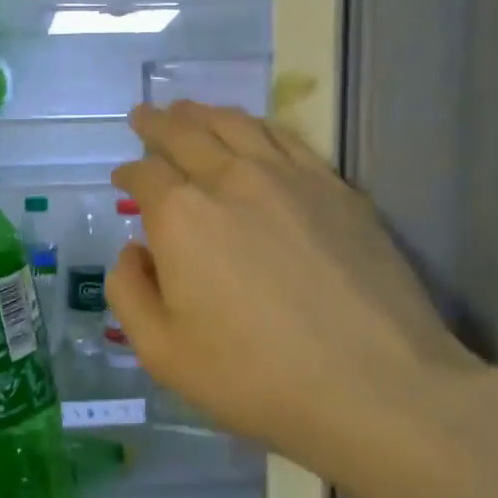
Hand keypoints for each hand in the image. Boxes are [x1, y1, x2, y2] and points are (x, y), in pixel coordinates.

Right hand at [108, 102, 487, 497]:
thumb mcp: (162, 353)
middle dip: (158, 124)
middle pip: (186, 134)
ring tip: (188, 110)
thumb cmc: (255, 378)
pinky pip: (288, 139)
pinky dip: (257, 126)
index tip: (121, 179)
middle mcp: (231, 180)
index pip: (145, 174)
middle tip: (145, 115)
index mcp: (182, 216)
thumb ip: (130, 294)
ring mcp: (291, 178)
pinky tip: (253, 130)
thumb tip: (133, 251)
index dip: (127, 173)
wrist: (376, 388)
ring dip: (204, 114)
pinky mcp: (338, 189)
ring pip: (237, 126)